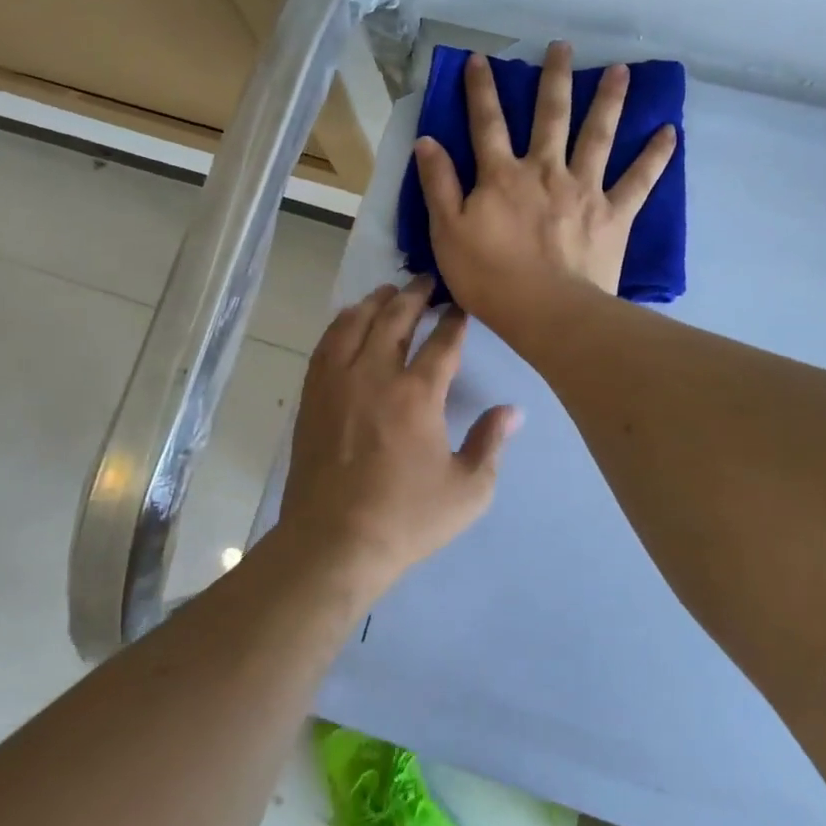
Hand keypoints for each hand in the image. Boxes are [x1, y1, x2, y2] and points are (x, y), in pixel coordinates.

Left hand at [278, 278, 520, 595]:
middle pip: (395, 318)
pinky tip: (349, 321)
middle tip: (427, 282)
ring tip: (389, 292)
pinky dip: (342, 324)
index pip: (442, 342)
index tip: (461, 307)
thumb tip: (512, 411)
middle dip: (415, 295)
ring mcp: (338, 382)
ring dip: (375, 302)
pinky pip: (326, 344)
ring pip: (355, 322)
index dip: (455, 320)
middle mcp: (375, 375)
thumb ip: (490, 443)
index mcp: (417, 395)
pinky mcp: (313, 395)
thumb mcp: (468, 491)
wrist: (333, 542)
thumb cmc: (406, 519)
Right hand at [412, 42, 676, 328]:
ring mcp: (584, 189)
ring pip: (598, 135)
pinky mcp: (614, 213)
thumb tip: (427, 140)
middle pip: (550, 116)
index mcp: (502, 175)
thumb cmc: (490, 277)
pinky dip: (655, 156)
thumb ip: (438, 185)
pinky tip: (669, 132)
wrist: (546, 312)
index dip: (481, 90)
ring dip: (609, 101)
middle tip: (563, 47)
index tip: (482, 59)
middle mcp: (546, 170)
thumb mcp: (447, 233)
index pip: (487, 123)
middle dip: (554, 78)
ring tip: (621, 71)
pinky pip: (639, 180)